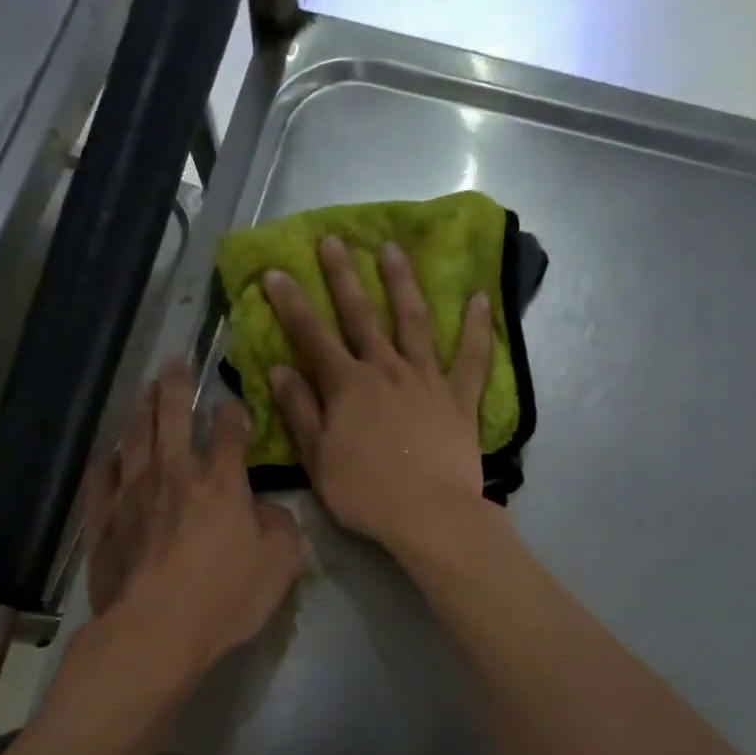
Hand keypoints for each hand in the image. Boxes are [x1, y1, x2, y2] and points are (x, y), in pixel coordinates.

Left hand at [84, 364, 303, 677]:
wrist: (155, 629)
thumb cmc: (225, 597)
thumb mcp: (280, 563)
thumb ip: (281, 526)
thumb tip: (269, 509)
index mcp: (221, 482)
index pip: (229, 431)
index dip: (233, 412)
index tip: (232, 403)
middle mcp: (173, 474)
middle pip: (171, 415)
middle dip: (175, 386)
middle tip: (174, 363)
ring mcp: (131, 493)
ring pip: (134, 437)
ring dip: (141, 410)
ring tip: (145, 392)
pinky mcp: (102, 519)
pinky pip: (101, 477)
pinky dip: (109, 461)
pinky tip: (111, 456)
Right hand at [262, 236, 493, 553]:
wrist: (429, 514)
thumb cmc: (365, 493)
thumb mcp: (318, 459)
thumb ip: (299, 411)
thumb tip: (280, 368)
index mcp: (347, 386)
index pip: (312, 336)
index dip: (291, 303)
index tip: (276, 270)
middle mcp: (385, 370)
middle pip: (362, 316)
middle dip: (343, 277)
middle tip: (333, 240)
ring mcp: (426, 379)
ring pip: (413, 321)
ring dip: (402, 283)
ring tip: (392, 250)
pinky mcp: (460, 397)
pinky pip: (471, 357)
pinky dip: (476, 327)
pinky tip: (479, 298)